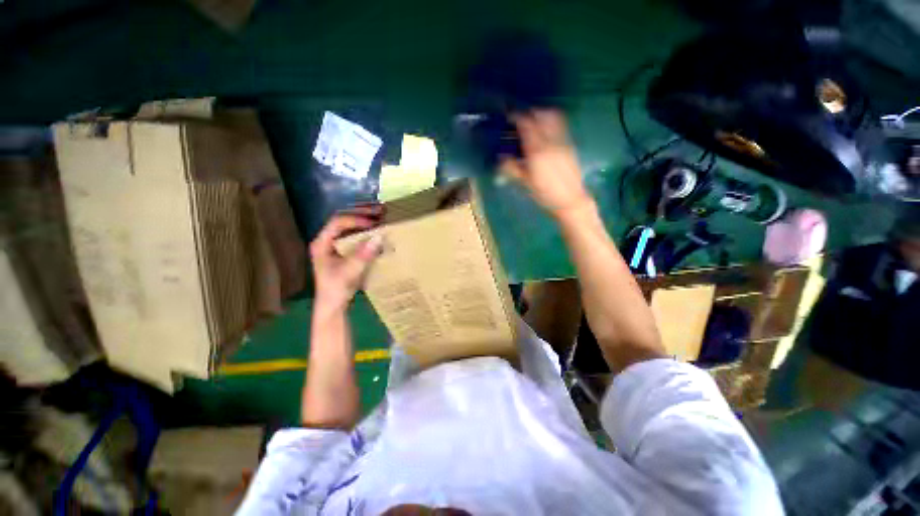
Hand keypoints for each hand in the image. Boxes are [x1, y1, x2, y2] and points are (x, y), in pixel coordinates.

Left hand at [310, 205, 384, 310]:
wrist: (333, 306)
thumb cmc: (335, 288)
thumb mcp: (349, 271)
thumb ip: (363, 255)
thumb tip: (379, 237)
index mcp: (321, 243)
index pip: (337, 223)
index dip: (355, 220)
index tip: (372, 223)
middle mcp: (327, 241)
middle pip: (344, 222)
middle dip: (362, 216)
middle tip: (380, 213)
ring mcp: (335, 247)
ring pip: (350, 229)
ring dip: (365, 224)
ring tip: (381, 221)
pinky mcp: (344, 254)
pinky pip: (355, 238)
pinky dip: (366, 235)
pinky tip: (377, 235)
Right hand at [500, 110, 592, 216]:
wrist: (570, 200)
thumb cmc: (545, 194)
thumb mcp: (525, 183)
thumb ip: (512, 168)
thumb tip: (501, 158)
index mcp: (537, 152)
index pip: (526, 125)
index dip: (516, 117)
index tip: (509, 116)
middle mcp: (550, 142)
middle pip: (540, 116)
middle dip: (528, 113)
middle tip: (520, 120)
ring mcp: (562, 141)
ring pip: (552, 117)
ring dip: (541, 114)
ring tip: (533, 121)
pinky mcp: (569, 145)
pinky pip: (561, 125)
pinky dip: (551, 121)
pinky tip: (545, 130)